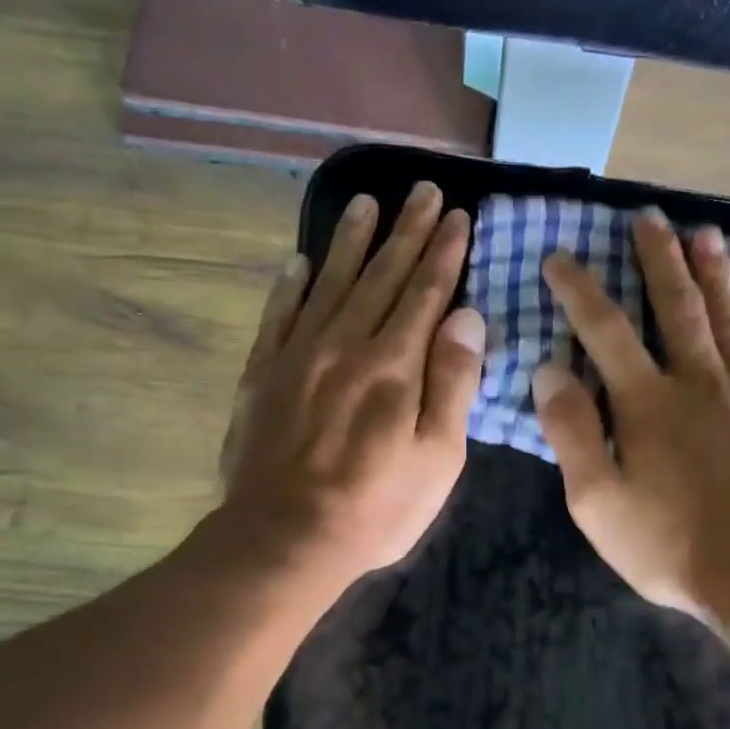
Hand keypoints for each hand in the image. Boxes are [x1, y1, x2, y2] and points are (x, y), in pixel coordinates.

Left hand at [218, 182, 485, 597]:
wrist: (284, 539)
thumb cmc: (375, 507)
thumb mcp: (437, 458)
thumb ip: (453, 383)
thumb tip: (466, 315)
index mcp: (394, 365)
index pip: (425, 293)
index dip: (442, 253)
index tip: (456, 215)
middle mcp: (346, 344)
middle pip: (381, 276)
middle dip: (406, 231)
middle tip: (421, 190)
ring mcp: (298, 356)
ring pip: (330, 283)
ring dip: (351, 242)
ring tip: (366, 204)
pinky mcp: (263, 375)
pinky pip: (278, 316)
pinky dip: (289, 286)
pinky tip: (299, 262)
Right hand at [534, 211, 729, 625]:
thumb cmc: (671, 546)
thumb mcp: (597, 501)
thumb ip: (572, 432)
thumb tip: (549, 370)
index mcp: (648, 403)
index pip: (605, 330)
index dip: (579, 290)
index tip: (560, 257)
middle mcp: (702, 384)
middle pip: (677, 308)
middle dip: (659, 260)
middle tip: (650, 217)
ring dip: (716, 276)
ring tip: (706, 234)